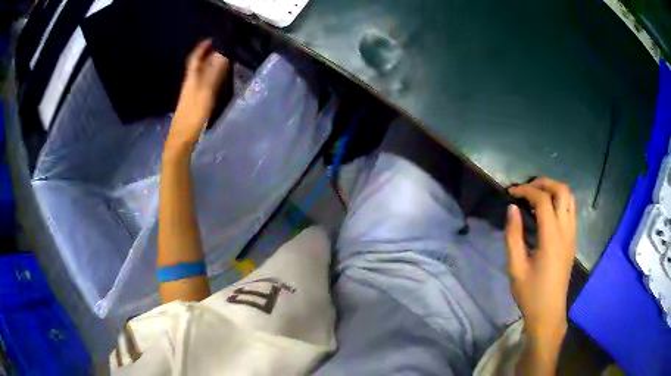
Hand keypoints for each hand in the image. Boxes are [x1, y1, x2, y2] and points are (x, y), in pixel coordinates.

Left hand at [167, 39, 228, 150]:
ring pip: (198, 75)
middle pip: (196, 66)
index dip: (201, 48)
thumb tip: (222, 53)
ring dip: (207, 66)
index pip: (194, 59)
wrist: (181, 139)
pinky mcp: (193, 104)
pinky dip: (208, 78)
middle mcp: (189, 84)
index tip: (211, 39)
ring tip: (220, 61)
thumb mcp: (206, 92)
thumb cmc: (194, 115)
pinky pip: (201, 84)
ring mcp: (190, 95)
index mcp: (191, 79)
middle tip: (219, 48)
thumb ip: (214, 73)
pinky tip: (214, 82)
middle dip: (206, 55)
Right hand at [506, 177, 576, 345]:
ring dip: (554, 190)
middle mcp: (566, 230)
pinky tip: (546, 212)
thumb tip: (511, 208)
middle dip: (544, 183)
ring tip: (536, 196)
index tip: (510, 192)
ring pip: (570, 198)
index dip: (526, 190)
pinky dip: (559, 201)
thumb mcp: (515, 267)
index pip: (543, 199)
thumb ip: (513, 235)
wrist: (549, 312)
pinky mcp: (573, 240)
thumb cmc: (530, 293)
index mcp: (552, 237)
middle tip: (526, 189)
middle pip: (562, 191)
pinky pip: (571, 210)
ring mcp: (572, 234)